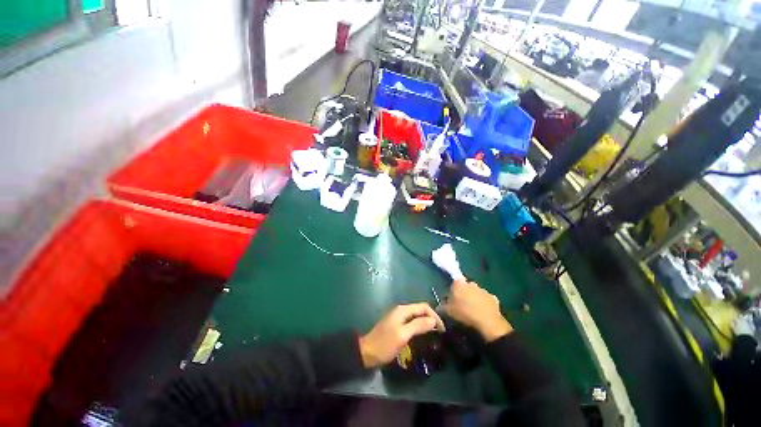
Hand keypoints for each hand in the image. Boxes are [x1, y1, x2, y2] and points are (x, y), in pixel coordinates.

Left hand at [359, 303, 444, 367]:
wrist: (367, 352)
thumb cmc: (385, 344)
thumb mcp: (403, 335)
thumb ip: (418, 325)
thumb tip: (433, 320)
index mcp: (403, 310)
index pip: (423, 307)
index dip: (434, 316)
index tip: (442, 329)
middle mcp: (401, 310)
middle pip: (420, 310)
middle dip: (431, 318)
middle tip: (440, 332)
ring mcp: (399, 317)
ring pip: (417, 316)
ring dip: (426, 323)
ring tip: (434, 334)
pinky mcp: (397, 324)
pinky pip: (412, 322)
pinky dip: (420, 326)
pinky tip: (423, 335)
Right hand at [444, 279, 512, 341]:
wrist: (487, 325)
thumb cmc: (463, 315)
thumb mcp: (446, 312)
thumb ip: (441, 307)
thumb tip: (439, 307)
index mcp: (458, 283)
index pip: (453, 284)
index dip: (452, 293)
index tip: (451, 302)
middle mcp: (471, 283)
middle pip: (466, 288)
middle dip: (464, 295)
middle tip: (461, 308)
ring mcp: (484, 291)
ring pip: (476, 294)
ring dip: (474, 301)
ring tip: (472, 314)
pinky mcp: (494, 300)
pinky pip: (486, 302)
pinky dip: (484, 307)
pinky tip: (482, 316)